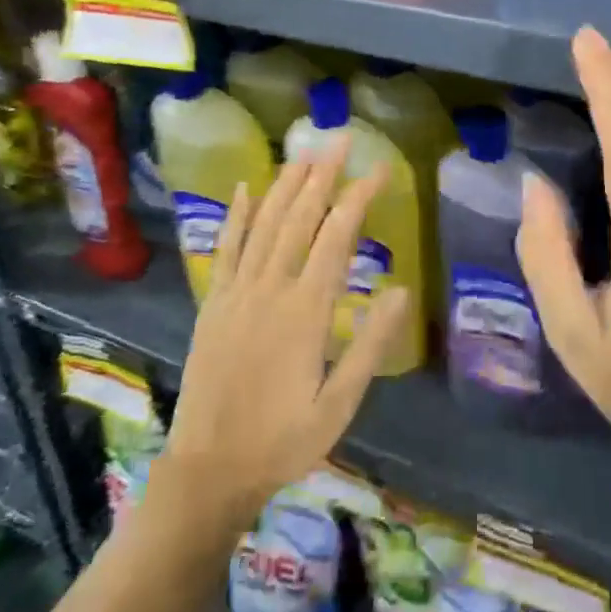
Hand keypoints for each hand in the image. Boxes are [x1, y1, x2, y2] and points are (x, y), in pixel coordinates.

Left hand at [153, 139, 409, 533]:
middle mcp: (270, 289)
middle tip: (341, 139)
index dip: (360, 197)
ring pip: (264, 224)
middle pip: (300, 218)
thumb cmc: (283, 440)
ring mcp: (237, 293)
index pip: (337, 237)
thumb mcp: (341, 404)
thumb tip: (402, 289)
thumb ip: (370, 345)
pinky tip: (244, 188)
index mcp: (306, 311)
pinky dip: (236, 215)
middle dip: (323, 174)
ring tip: (304, 152)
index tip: (381, 169)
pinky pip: (225, 249)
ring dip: (285, 184)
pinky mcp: (214, 303)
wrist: (208, 472)